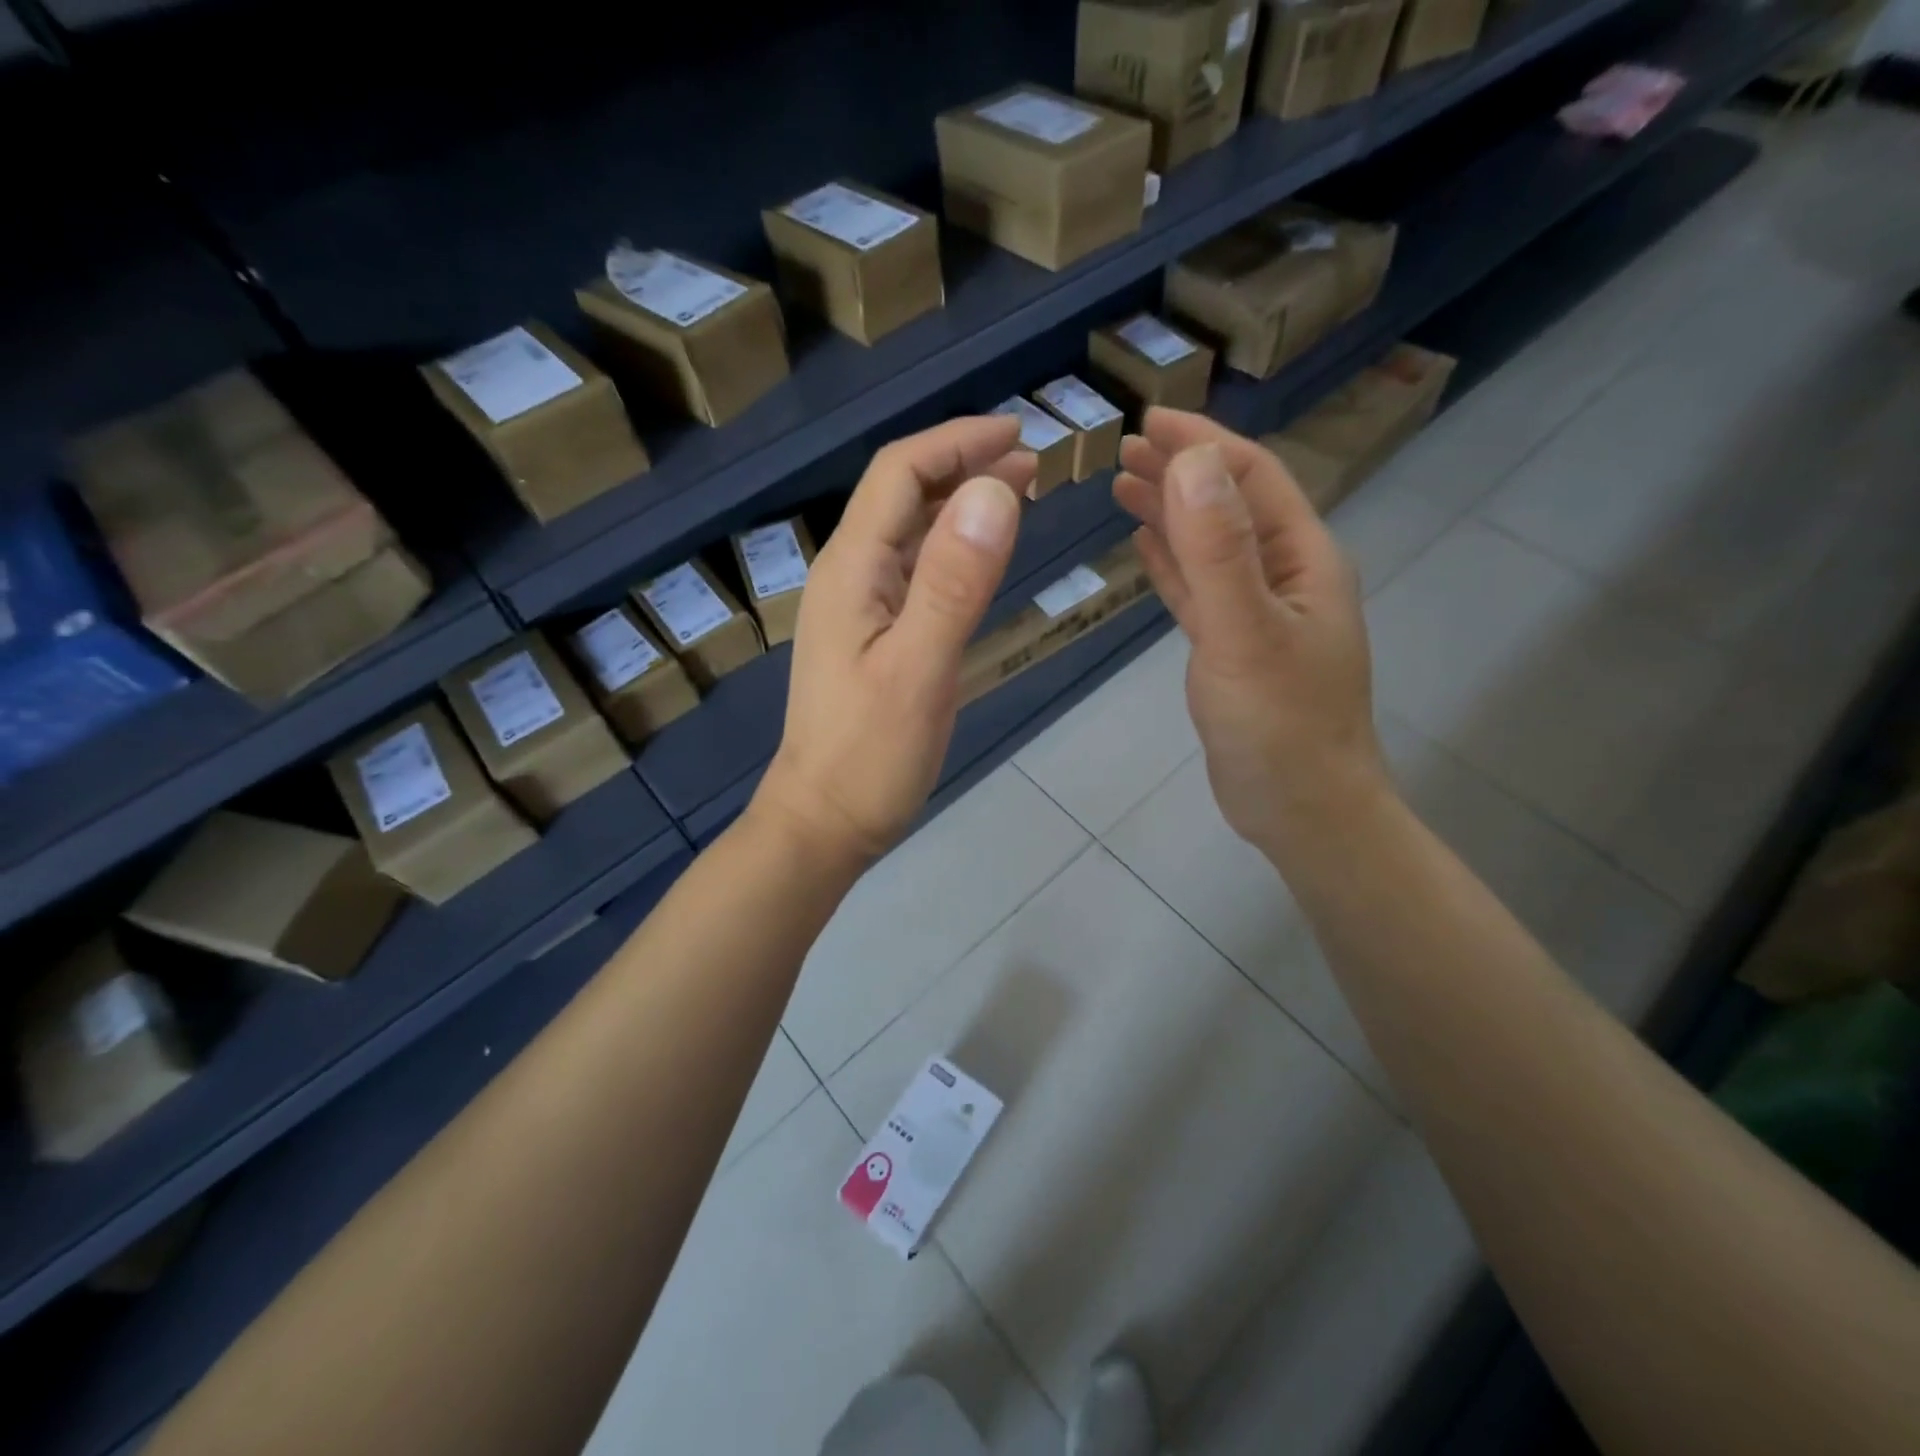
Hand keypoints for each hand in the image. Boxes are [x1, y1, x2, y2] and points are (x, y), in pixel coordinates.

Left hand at [752, 417, 1032, 865]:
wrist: (824, 821)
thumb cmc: (869, 756)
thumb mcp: (918, 670)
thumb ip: (953, 582)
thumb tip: (996, 491)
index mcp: (852, 570)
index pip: (901, 474)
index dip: (957, 442)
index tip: (1019, 434)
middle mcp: (850, 576)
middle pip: (903, 494)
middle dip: (965, 466)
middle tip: (1033, 465)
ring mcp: (859, 608)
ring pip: (911, 532)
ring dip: (961, 504)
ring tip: (1019, 495)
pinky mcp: (873, 637)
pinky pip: (915, 572)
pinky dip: (953, 549)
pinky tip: (982, 557)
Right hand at [1113, 408, 1389, 853]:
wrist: (1301, 808)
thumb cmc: (1280, 723)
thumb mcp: (1245, 631)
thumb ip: (1218, 549)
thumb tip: (1191, 461)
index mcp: (1302, 558)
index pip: (1251, 478)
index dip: (1201, 443)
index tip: (1147, 421)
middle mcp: (1284, 576)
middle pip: (1229, 506)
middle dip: (1180, 471)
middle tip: (1122, 451)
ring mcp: (1258, 614)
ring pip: (1211, 547)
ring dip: (1171, 514)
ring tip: (1123, 488)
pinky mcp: (1234, 649)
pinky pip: (1200, 591)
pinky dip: (1173, 565)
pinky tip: (1146, 548)